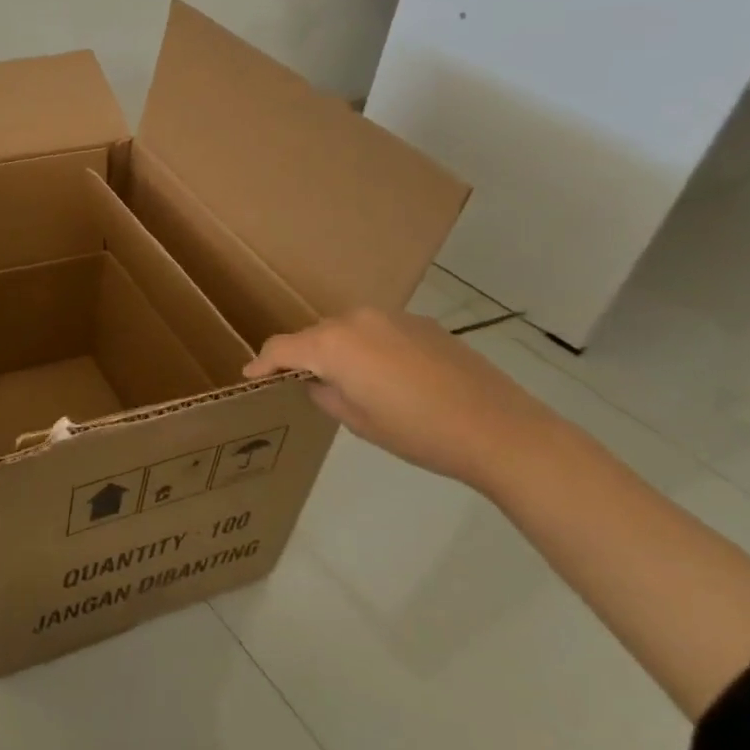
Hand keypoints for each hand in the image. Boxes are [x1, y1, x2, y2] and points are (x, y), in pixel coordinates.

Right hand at [242, 307, 561, 490]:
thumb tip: (318, 382)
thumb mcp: (357, 421)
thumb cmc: (417, 431)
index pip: (282, 348)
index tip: (250, 377)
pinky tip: (387, 377)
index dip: (262, 364)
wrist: (499, 430)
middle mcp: (357, 320)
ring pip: (347, 331)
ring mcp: (392, 317)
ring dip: (337, 351)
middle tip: (301, 385)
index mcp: (333, 344)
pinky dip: (369, 349)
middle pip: (314, 335)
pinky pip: (378, 332)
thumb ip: (325, 394)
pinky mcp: (422, 324)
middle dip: (302, 357)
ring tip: (347, 382)